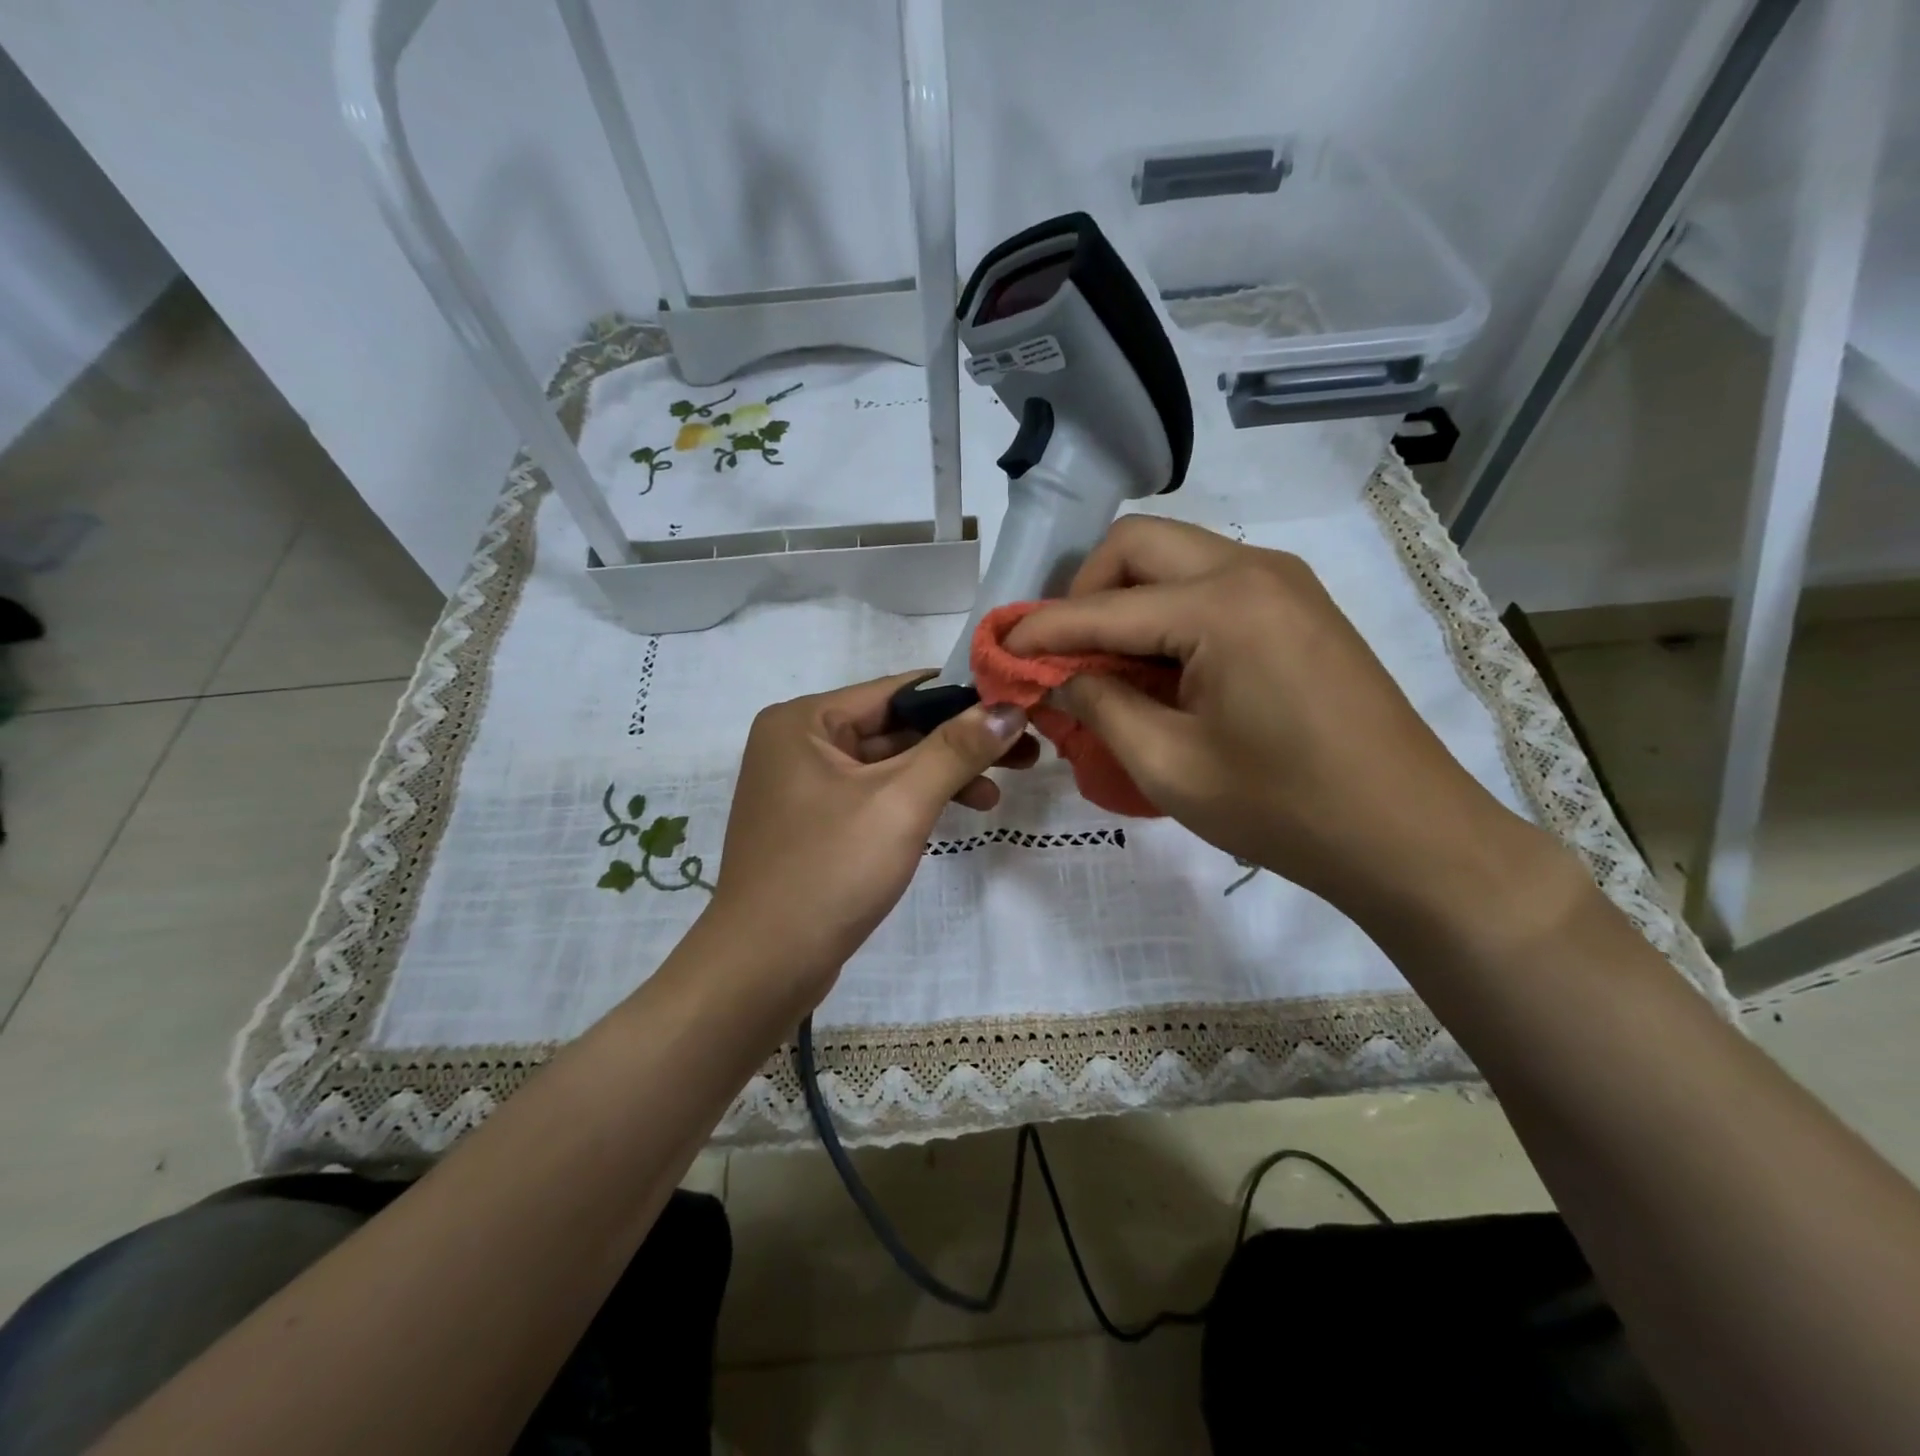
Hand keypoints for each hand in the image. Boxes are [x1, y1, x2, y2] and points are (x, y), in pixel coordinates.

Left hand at [702, 672, 1036, 1011]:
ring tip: (997, 792)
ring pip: (889, 764)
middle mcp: (799, 743)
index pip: (897, 691)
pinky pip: (875, 795)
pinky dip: (915, 800)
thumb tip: (1008, 708)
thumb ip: (956, 750)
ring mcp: (805, 786)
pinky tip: (958, 811)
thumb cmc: (828, 871)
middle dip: (957, 741)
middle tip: (1022, 752)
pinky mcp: (816, 824)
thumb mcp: (900, 803)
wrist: (764, 967)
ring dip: (942, 774)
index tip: (1016, 706)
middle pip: (894, 727)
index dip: (961, 696)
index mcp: (804, 721)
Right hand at [1004, 517, 1543, 925]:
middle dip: (1084, 591)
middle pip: (1137, 544)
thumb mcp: (1169, 766)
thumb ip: (1100, 707)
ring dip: (1126, 598)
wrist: (1409, 835)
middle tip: (1063, 654)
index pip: (1102, 607)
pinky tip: (1160, 667)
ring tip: (1106, 664)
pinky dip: (1167, 611)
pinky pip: (1211, 583)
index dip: (1041, 631)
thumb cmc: (1284, 809)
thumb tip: (1057, 676)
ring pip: (1175, 557)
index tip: (997, 651)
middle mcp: (1253, 569)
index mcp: (1221, 606)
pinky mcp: (1299, 605)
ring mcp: (1284, 582)